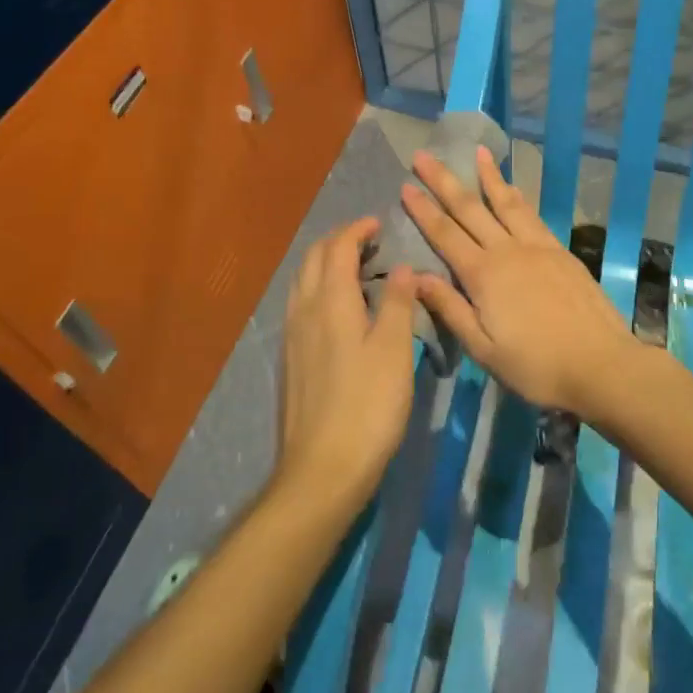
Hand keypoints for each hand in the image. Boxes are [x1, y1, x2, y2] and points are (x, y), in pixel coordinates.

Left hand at [274, 217, 416, 516]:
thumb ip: (396, 303)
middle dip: (339, 240)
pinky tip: (340, 308)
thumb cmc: (367, 406)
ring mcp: (292, 335)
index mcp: (330, 301)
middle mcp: (304, 309)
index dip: (357, 229)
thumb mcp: (393, 350)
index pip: (338, 248)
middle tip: (370, 241)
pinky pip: (301, 303)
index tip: (379, 223)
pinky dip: (320, 287)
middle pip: (314, 258)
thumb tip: (401, 267)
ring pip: (303, 280)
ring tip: (357, 268)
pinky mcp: (291, 358)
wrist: (322, 469)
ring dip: (327, 263)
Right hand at [402, 146, 636, 415]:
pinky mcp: (560, 251)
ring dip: (488, 176)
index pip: (445, 234)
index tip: (405, 184)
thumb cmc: (536, 366)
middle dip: (444, 181)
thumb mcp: (483, 349)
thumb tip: (414, 276)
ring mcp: (537, 247)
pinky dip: (517, 196)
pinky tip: (512, 188)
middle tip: (424, 155)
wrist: (602, 364)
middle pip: (470, 208)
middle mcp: (507, 251)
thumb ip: (450, 309)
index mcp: (483, 275)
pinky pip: (532, 215)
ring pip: (506, 203)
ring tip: (477, 151)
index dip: (423, 209)